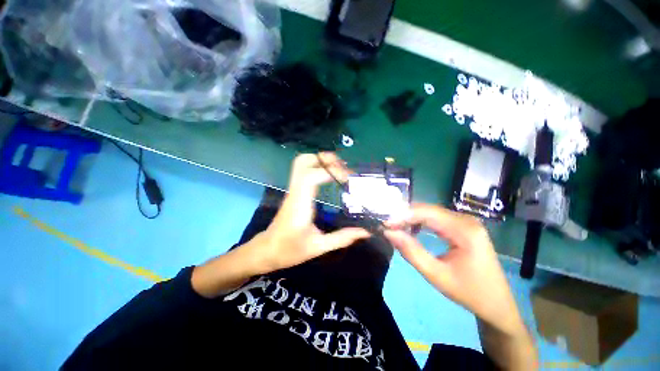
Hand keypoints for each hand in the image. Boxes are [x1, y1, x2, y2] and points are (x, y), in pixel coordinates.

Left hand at [244, 153, 370, 274]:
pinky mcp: (294, 191)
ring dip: (321, 161)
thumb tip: (364, 232)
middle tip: (343, 167)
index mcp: (300, 204)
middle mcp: (295, 192)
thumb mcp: (318, 247)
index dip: (330, 172)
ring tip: (338, 169)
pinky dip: (318, 167)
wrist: (266, 250)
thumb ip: (341, 238)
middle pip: (303, 161)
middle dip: (324, 158)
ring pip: (302, 163)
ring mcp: (293, 190)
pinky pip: (304, 171)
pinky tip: (330, 177)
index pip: (311, 176)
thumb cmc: (289, 250)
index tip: (347, 179)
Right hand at [384, 204, 523, 335]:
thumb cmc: (468, 293)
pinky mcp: (462, 226)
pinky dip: (420, 222)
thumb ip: (411, 252)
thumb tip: (389, 232)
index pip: (426, 213)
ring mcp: (465, 221)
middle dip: (404, 215)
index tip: (384, 223)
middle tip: (387, 226)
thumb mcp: (436, 275)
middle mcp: (466, 220)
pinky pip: (436, 218)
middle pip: (427, 209)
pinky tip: (412, 230)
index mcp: (464, 231)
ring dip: (410, 218)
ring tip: (395, 227)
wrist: (497, 304)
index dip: (402, 215)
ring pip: (430, 212)